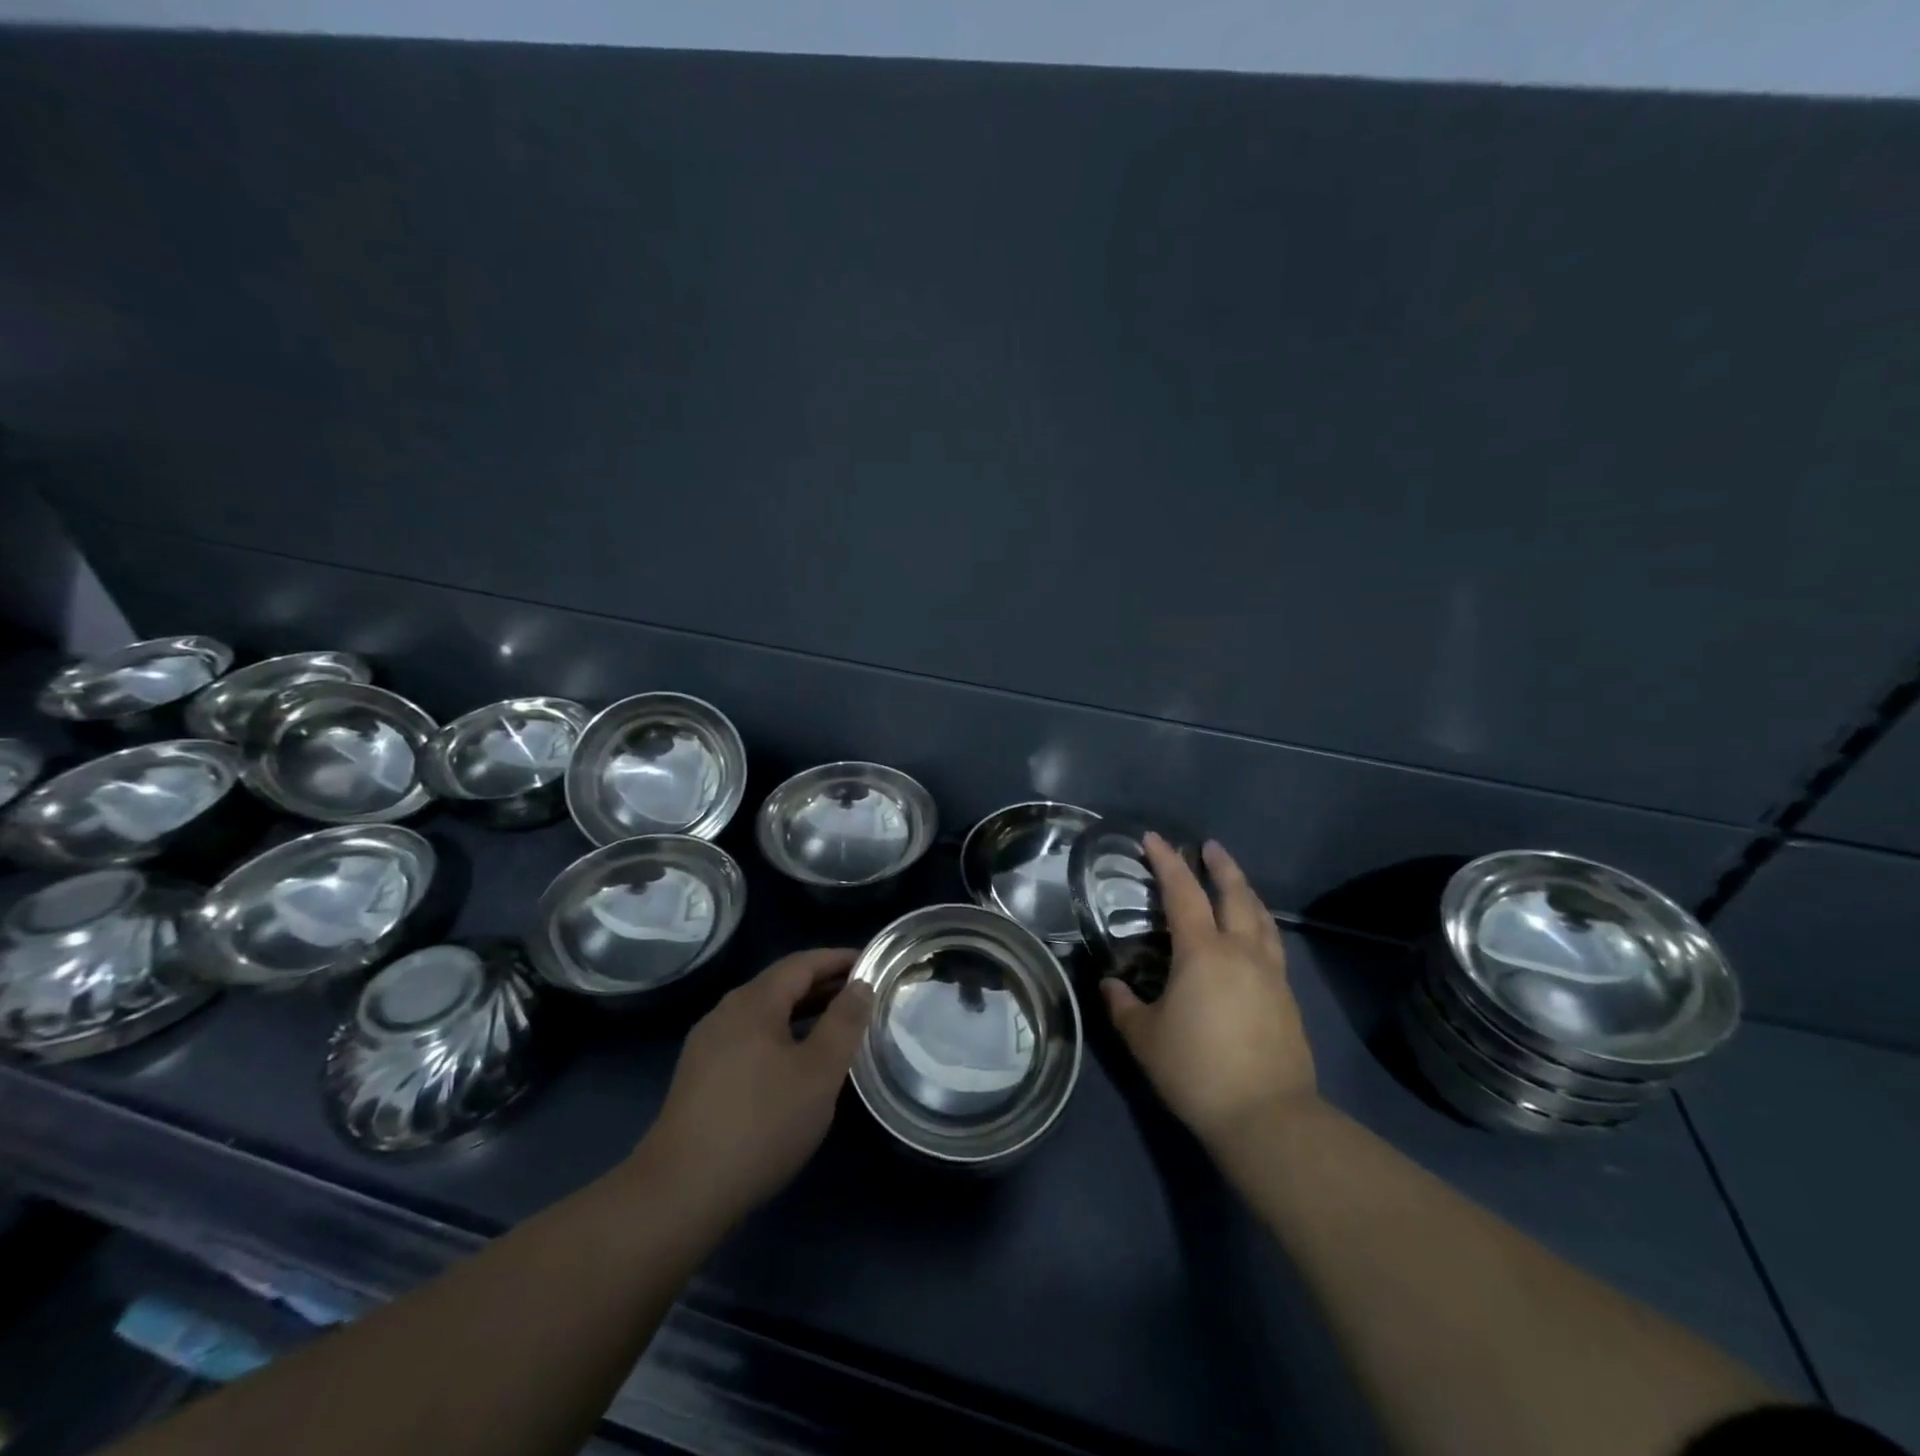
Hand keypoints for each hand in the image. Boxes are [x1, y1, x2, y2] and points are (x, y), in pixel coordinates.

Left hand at [639, 948, 873, 1222]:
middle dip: (823, 985)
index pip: (802, 963)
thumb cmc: (761, 1123)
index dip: (838, 959)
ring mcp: (707, 1046)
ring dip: (802, 1013)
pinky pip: (750, 1040)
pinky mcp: (699, 1078)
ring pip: (764, 1015)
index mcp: (753, 1002)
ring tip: (836, 1027)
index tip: (871, 963)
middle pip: (781, 986)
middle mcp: (726, 1013)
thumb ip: (844, 1023)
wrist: (680, 1193)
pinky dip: (781, 1037)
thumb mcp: (818, 1072)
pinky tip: (796, 1064)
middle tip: (862, 994)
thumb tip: (860, 985)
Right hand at [1101, 835, 1316, 1147]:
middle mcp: (1241, 951)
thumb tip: (1110, 985)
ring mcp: (1270, 973)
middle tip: (1209, 846)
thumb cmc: (1197, 1069)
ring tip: (1234, 882)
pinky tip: (1252, 937)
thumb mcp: (1145, 1038)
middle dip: (1220, 865)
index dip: (1166, 862)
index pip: (1182, 893)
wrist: (1267, 1116)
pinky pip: (1272, 944)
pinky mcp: (1287, 998)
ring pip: (1261, 917)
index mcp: (1203, 952)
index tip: (1153, 838)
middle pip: (1235, 894)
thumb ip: (1123, 1006)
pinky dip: (1259, 925)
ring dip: (1245, 892)